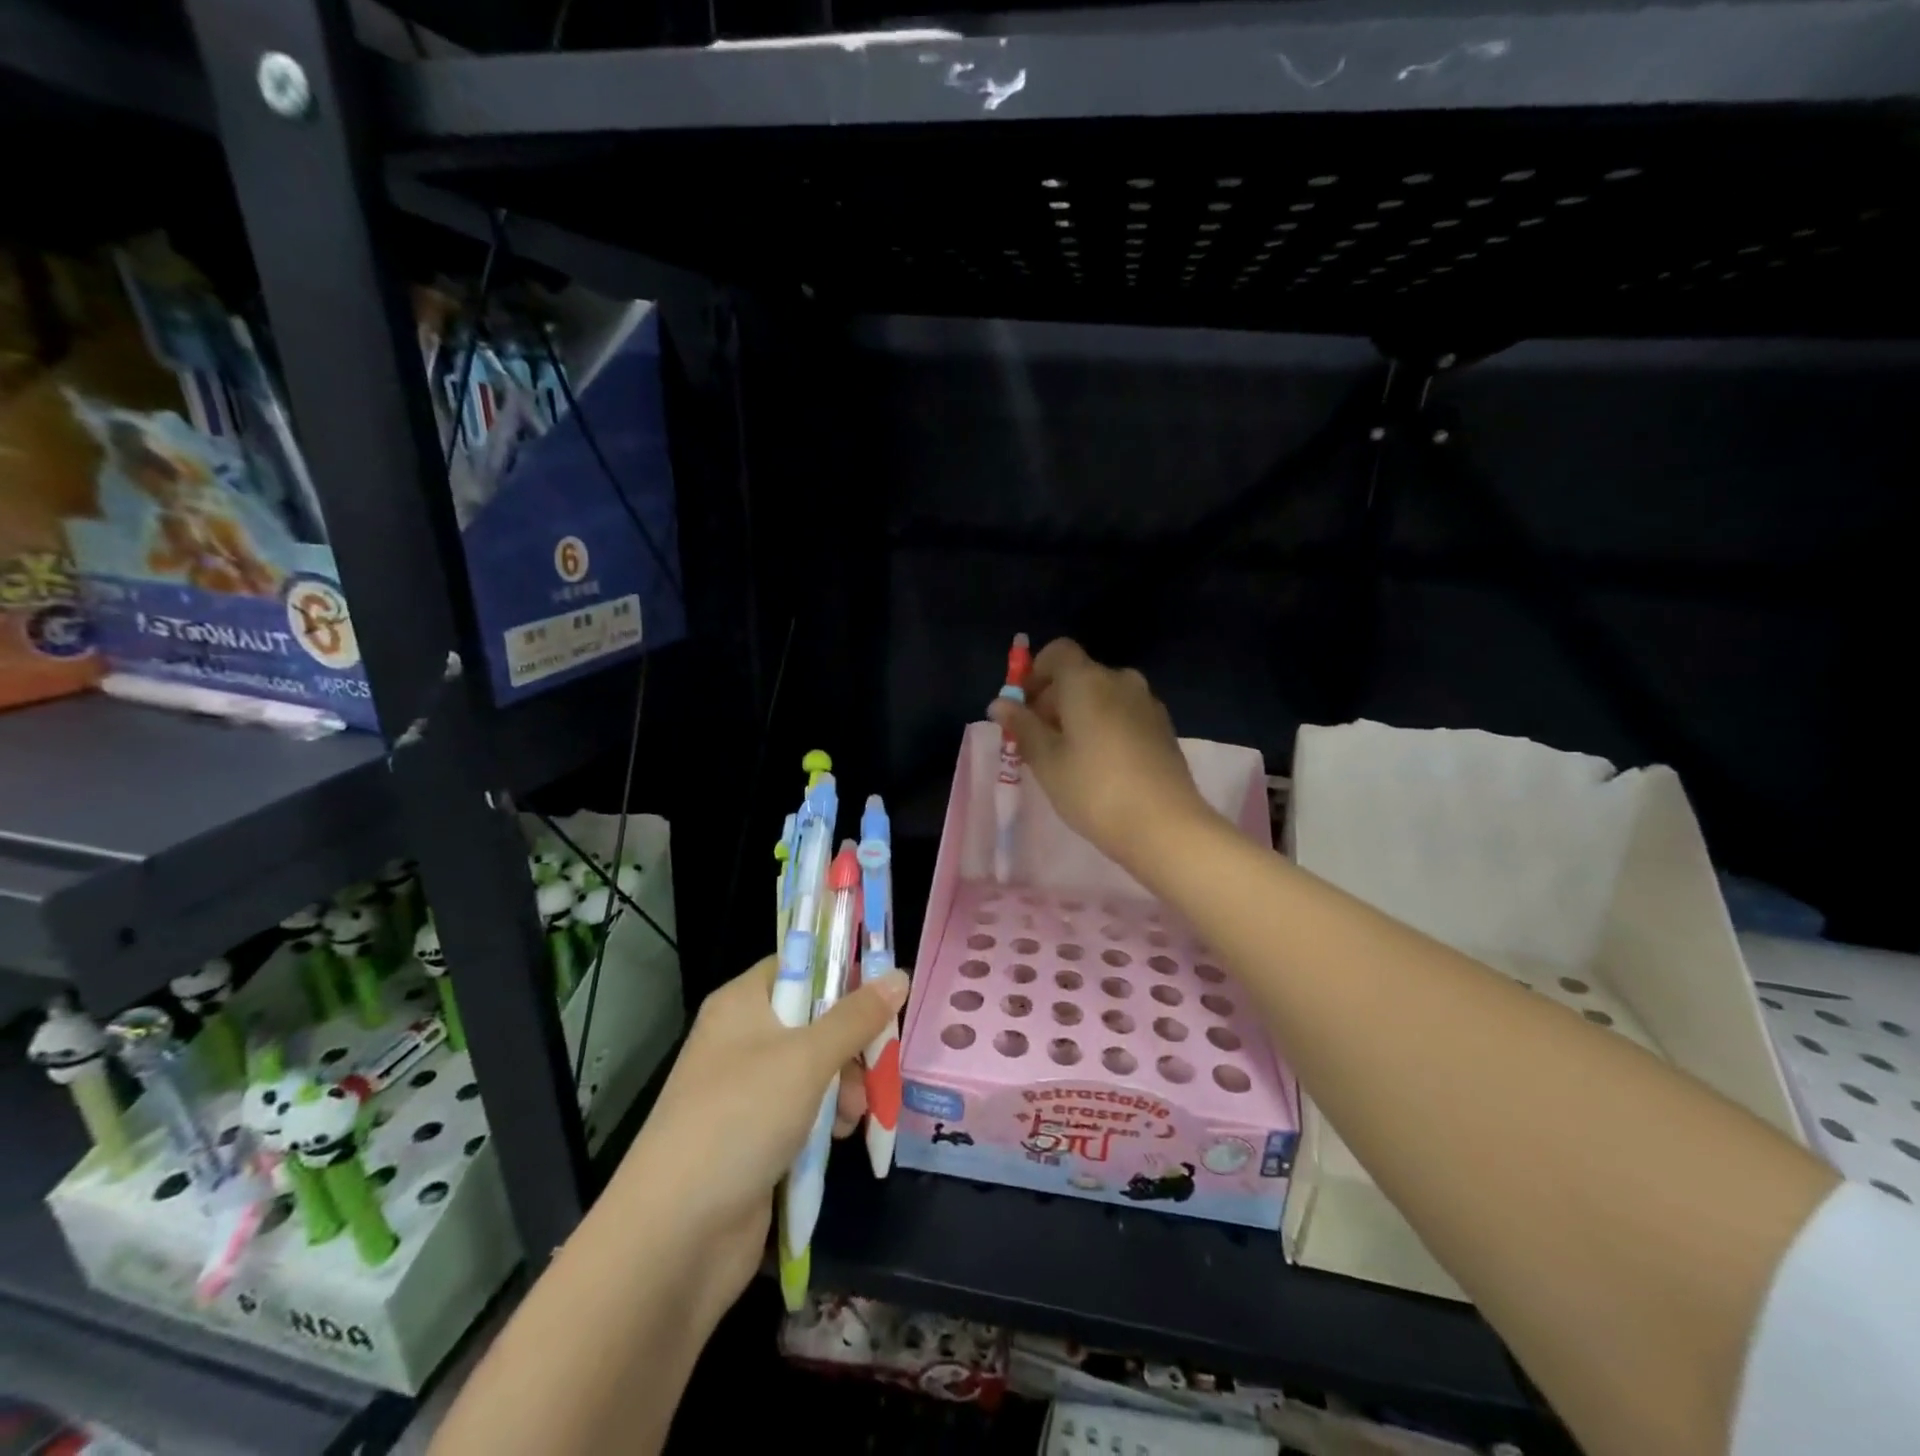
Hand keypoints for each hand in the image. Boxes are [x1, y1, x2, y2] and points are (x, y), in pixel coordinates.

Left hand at [610, 956, 909, 1321]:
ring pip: (815, 1068)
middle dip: (852, 1041)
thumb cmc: (740, 1119)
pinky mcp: (756, 1136)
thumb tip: (899, 975)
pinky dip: (827, 1119)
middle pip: (814, 1018)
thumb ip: (856, 1017)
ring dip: (846, 1085)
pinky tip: (841, 1137)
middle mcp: (743, 1039)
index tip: (884, 988)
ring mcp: (747, 1091)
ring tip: (857, 1113)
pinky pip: (805, 1110)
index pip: (799, 965)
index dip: (842, 971)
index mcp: (743, 1003)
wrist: (674, 1236)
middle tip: (880, 1060)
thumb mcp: (807, 1059)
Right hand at [988, 638, 1212, 872]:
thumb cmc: (1094, 790)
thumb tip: (1000, 703)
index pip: (1058, 652)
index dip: (1035, 673)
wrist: (1165, 826)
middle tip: (1038, 740)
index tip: (1023, 707)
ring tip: (1068, 756)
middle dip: (1053, 699)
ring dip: (1080, 714)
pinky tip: (1101, 765)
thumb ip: (1023, 727)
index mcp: (1088, 680)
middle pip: (1079, 675)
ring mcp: (1147, 703)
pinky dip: (1105, 725)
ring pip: (1103, 696)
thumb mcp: (1047, 761)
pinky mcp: (1164, 727)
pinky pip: (1124, 713)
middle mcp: (1121, 680)